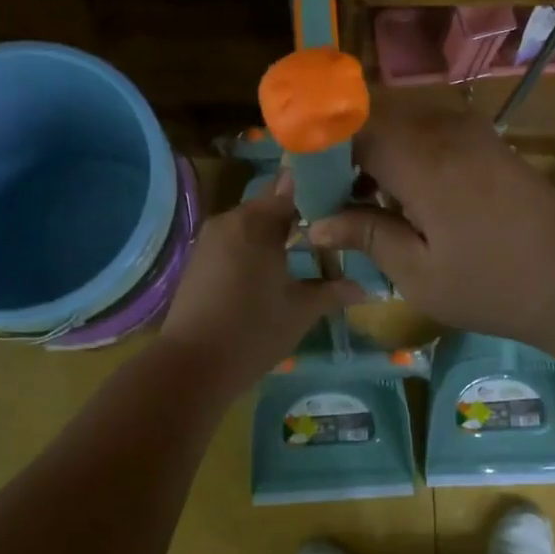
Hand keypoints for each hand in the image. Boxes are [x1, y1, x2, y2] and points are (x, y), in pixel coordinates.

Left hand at [159, 177, 361, 397]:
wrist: (191, 366)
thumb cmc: (252, 332)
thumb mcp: (301, 311)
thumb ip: (332, 291)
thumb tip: (363, 287)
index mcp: (256, 222)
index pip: (293, 187)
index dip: (320, 192)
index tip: (344, 203)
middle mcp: (229, 220)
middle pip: (271, 204)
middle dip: (300, 215)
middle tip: (332, 232)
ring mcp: (209, 239)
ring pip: (252, 224)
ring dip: (276, 233)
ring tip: (307, 251)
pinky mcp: (199, 259)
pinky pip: (235, 241)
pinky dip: (255, 247)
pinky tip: (274, 270)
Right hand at [307, 97, 554, 347]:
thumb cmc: (493, 285)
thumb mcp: (419, 273)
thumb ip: (366, 237)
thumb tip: (316, 224)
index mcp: (422, 160)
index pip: (352, 128)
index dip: (319, 147)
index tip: (302, 180)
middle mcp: (446, 131)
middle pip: (376, 114)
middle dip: (345, 145)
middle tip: (330, 192)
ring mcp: (473, 132)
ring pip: (405, 118)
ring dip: (377, 146)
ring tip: (364, 196)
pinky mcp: (490, 143)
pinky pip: (433, 128)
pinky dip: (408, 149)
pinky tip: (406, 192)